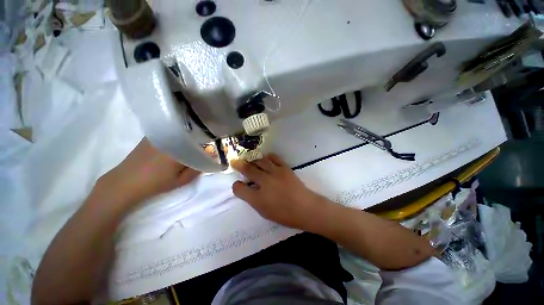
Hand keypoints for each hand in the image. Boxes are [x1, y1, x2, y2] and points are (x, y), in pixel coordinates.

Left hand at [96, 138, 200, 208]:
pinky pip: (169, 134)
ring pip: (180, 134)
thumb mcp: (181, 181)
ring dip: (187, 139)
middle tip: (202, 151)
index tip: (210, 153)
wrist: (125, 183)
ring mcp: (159, 136)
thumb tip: (209, 159)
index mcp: (180, 148)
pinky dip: (176, 137)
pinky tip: (176, 144)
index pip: (201, 144)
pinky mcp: (150, 137)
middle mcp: (170, 138)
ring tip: (190, 147)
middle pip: (191, 136)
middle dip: (199, 142)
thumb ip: (197, 169)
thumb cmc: (156, 183)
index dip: (208, 148)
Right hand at [231, 154, 330, 229]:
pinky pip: (274, 158)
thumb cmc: (285, 214)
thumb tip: (248, 188)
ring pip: (260, 161)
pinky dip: (268, 157)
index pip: (240, 189)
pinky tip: (266, 158)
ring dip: (253, 160)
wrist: (305, 207)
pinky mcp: (285, 168)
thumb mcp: (265, 212)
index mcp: (258, 198)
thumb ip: (254, 200)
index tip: (238, 185)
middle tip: (235, 161)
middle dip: (239, 165)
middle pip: (248, 170)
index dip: (236, 186)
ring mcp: (275, 173)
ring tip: (251, 160)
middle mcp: (265, 182)